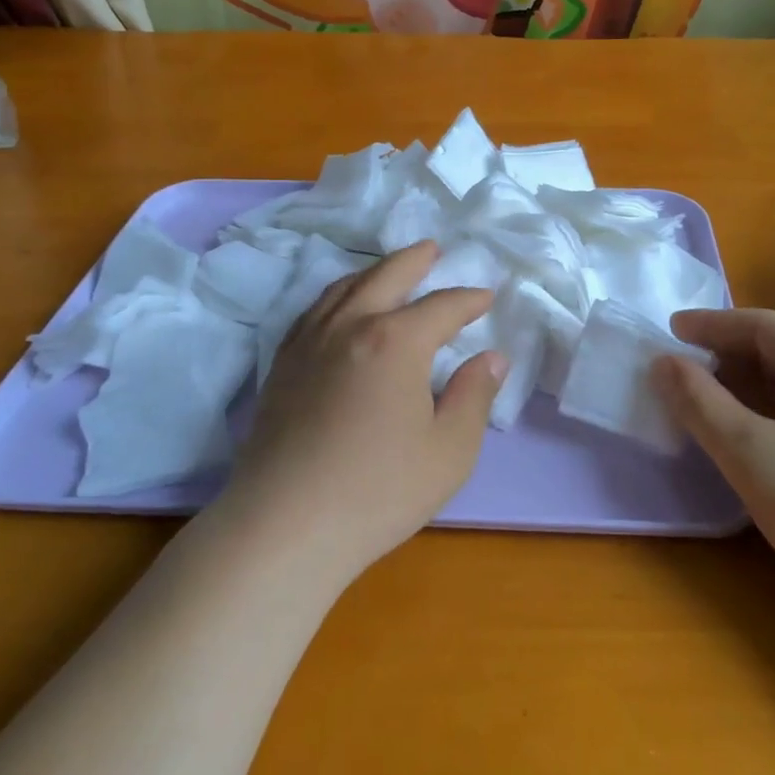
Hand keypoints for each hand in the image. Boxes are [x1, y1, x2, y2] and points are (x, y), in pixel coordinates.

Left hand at [221, 241, 505, 581]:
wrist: (285, 525)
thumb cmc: (379, 491)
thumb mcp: (449, 450)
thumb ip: (475, 396)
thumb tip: (492, 358)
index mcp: (396, 341)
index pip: (441, 307)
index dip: (468, 300)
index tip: (485, 296)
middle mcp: (350, 326)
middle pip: (387, 277)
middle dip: (415, 261)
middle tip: (433, 249)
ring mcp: (309, 342)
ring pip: (344, 288)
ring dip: (373, 272)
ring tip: (389, 269)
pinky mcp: (282, 365)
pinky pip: (313, 311)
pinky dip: (336, 295)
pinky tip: (339, 307)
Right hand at [654, 309, 774, 634]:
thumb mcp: (751, 454)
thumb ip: (700, 403)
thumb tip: (663, 363)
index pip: (763, 326)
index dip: (710, 325)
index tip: (667, 330)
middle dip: (725, 358)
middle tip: (676, 372)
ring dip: (743, 388)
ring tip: (698, 401)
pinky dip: (766, 414)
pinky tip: (740, 434)